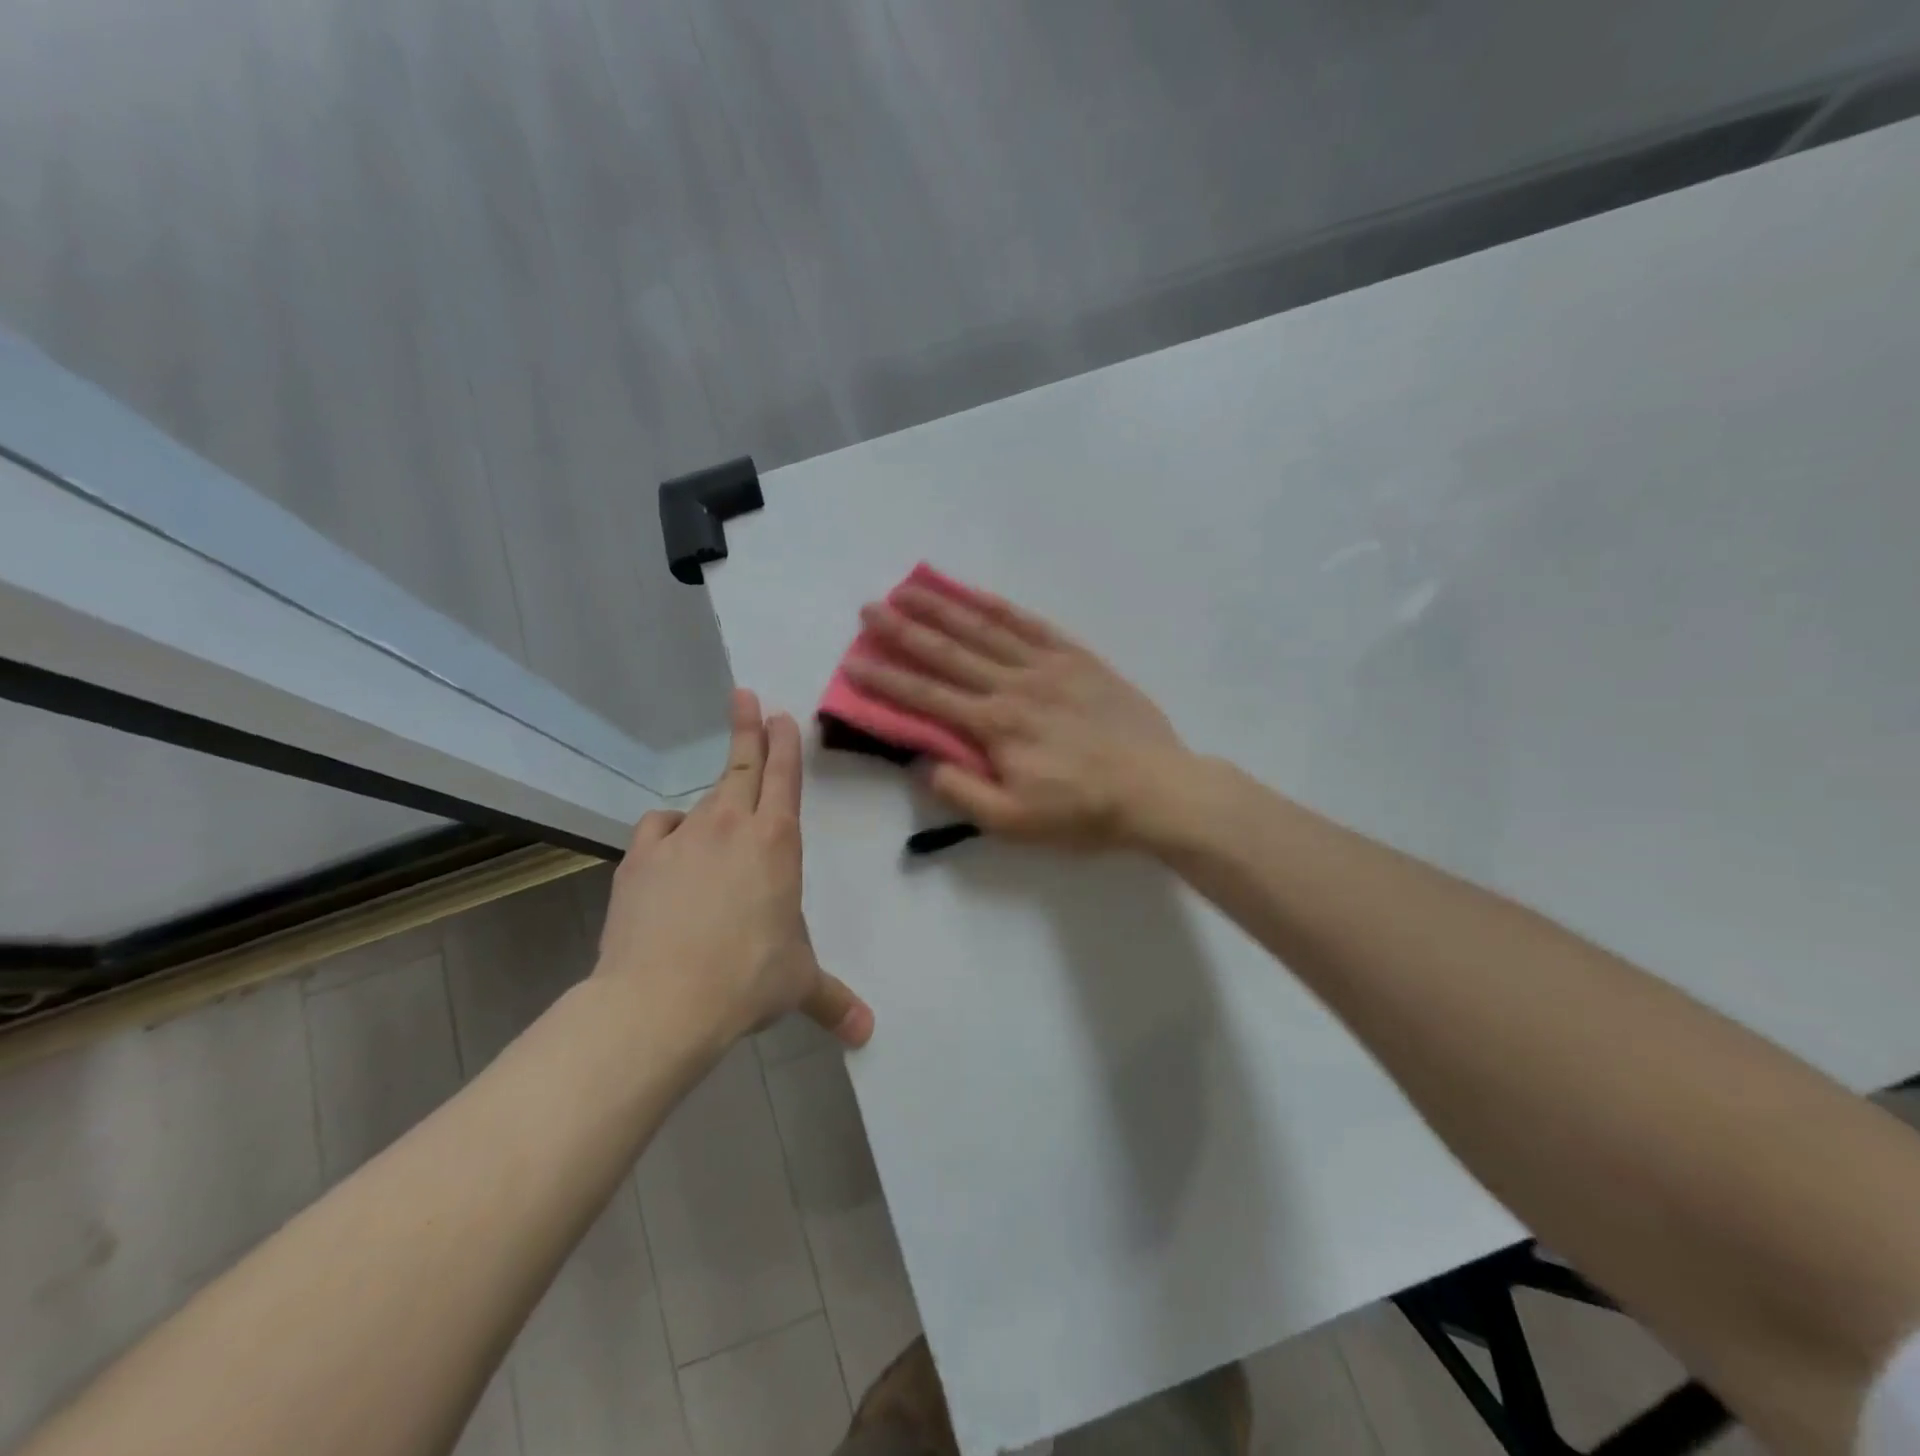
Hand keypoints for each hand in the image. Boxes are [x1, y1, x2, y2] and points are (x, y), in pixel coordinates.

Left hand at [593, 689, 873, 1051]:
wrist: (662, 999)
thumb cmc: (748, 979)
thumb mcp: (798, 984)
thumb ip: (833, 1001)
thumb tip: (867, 1034)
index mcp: (777, 842)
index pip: (785, 776)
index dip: (784, 742)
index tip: (780, 712)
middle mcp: (731, 826)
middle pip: (743, 765)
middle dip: (748, 729)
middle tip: (745, 696)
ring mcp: (681, 837)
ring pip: (702, 800)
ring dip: (714, 795)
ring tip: (717, 808)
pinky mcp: (640, 858)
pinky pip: (658, 830)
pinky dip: (667, 832)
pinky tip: (668, 845)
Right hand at [846, 581, 1193, 849]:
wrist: (1158, 789)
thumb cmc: (1084, 812)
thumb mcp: (1015, 822)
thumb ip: (964, 793)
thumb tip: (925, 762)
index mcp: (996, 726)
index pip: (928, 697)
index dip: (887, 680)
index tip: (853, 662)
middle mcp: (1014, 686)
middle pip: (949, 653)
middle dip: (904, 631)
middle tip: (870, 609)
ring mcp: (1048, 666)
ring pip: (985, 630)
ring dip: (944, 608)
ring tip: (910, 588)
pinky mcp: (1078, 659)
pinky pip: (1032, 625)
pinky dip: (999, 607)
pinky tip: (975, 594)